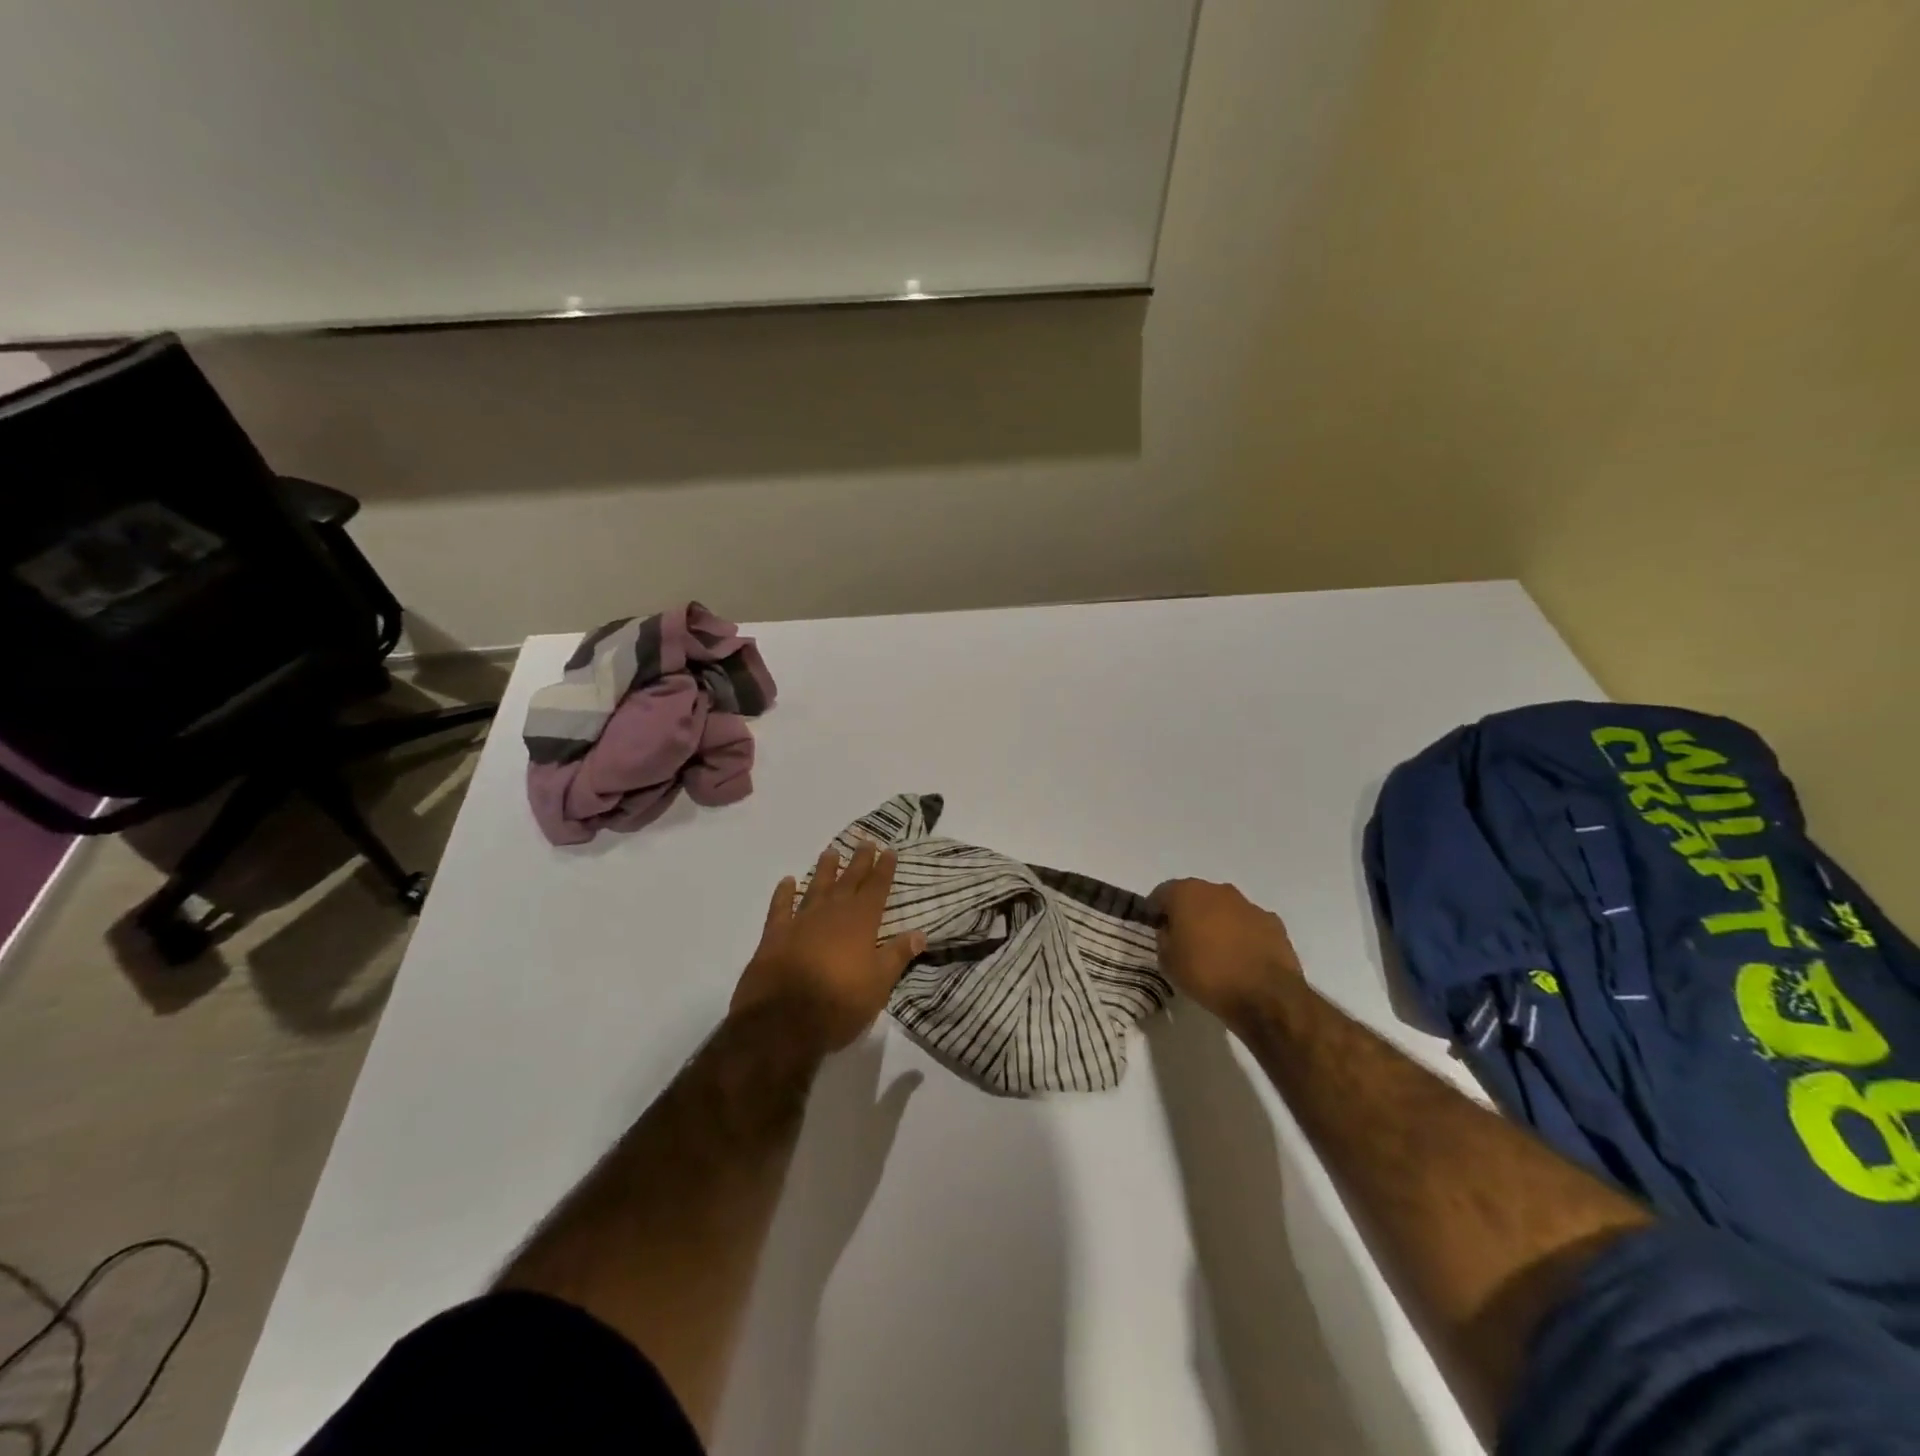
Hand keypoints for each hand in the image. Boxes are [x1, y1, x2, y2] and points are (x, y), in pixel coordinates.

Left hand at [732, 841, 925, 1053]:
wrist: (782, 1020)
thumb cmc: (839, 1003)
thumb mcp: (879, 984)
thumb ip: (898, 955)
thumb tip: (920, 932)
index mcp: (861, 922)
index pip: (876, 888)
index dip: (884, 869)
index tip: (889, 850)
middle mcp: (832, 913)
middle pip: (848, 881)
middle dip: (859, 861)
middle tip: (865, 841)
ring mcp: (801, 921)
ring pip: (816, 887)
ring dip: (825, 870)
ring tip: (831, 852)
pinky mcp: (775, 935)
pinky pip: (780, 907)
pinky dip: (784, 893)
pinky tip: (787, 881)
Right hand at [1150, 878, 1305, 1025]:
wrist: (1267, 996)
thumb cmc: (1208, 975)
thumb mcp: (1168, 962)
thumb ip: (1164, 938)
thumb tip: (1170, 931)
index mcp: (1187, 893)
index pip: (1162, 893)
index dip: (1156, 911)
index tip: (1156, 930)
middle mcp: (1218, 890)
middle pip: (1195, 896)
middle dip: (1188, 914)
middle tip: (1184, 941)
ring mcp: (1249, 905)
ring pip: (1224, 908)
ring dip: (1217, 923)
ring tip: (1215, 952)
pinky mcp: (1273, 922)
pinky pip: (1248, 924)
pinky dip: (1242, 935)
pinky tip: (1242, 959)